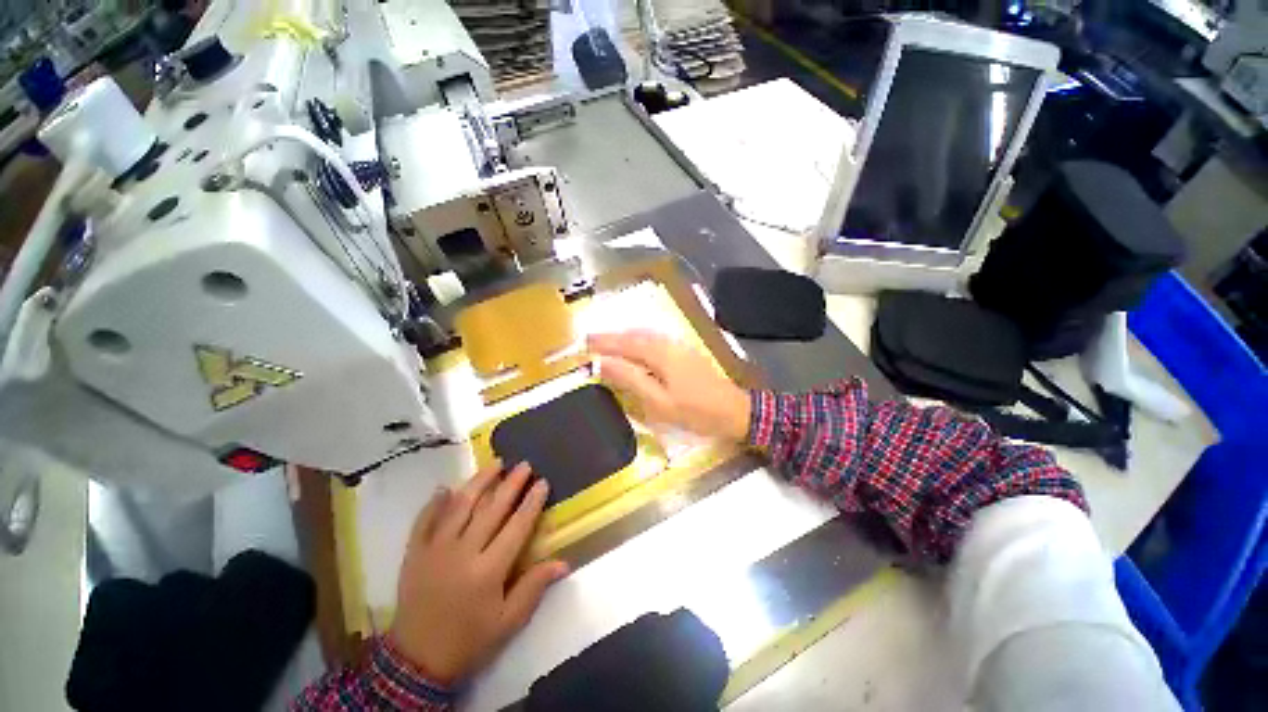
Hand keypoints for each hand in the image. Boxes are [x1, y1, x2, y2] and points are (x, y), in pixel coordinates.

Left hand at [390, 461, 568, 684]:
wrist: (416, 662)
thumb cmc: (469, 641)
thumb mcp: (508, 622)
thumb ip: (534, 588)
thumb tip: (564, 563)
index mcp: (488, 570)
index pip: (517, 527)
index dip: (532, 502)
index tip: (543, 482)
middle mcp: (462, 553)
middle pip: (491, 509)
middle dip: (511, 484)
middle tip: (524, 465)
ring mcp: (435, 550)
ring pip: (459, 506)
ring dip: (478, 482)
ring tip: (494, 464)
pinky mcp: (414, 554)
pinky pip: (423, 521)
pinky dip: (434, 503)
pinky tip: (445, 487)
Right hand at [588, 330, 750, 441]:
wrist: (734, 410)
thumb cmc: (695, 410)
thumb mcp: (659, 401)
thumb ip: (631, 380)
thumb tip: (604, 363)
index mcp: (659, 354)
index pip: (625, 343)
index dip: (604, 342)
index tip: (584, 342)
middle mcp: (668, 344)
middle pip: (634, 336)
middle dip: (612, 338)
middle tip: (590, 341)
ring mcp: (678, 346)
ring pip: (645, 336)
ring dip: (625, 338)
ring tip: (607, 343)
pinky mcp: (685, 353)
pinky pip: (655, 341)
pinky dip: (639, 341)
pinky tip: (635, 349)